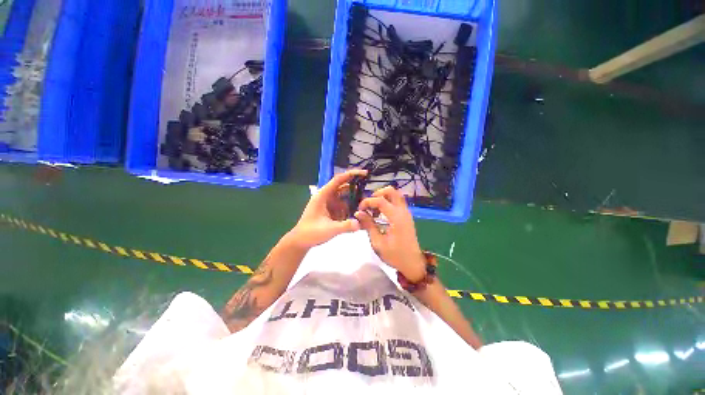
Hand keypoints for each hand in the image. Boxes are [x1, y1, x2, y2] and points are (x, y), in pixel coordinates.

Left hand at [289, 169, 367, 248]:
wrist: (301, 241)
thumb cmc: (311, 232)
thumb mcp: (329, 229)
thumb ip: (345, 226)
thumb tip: (360, 223)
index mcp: (323, 195)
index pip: (338, 180)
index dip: (351, 174)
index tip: (364, 173)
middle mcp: (327, 197)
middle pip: (344, 188)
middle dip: (356, 189)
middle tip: (370, 192)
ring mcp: (330, 204)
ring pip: (345, 197)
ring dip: (355, 200)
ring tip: (367, 204)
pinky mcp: (332, 211)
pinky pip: (344, 206)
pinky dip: (351, 208)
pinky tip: (360, 213)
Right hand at [355, 186, 425, 281]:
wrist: (412, 264)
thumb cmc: (395, 255)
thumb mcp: (378, 242)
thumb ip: (368, 225)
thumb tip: (358, 213)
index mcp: (396, 217)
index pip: (380, 200)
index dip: (368, 202)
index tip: (360, 210)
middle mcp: (403, 211)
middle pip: (391, 191)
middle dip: (377, 194)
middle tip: (369, 205)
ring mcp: (406, 213)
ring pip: (395, 195)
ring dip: (383, 197)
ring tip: (373, 209)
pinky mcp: (406, 216)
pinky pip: (397, 202)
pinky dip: (388, 202)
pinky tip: (380, 214)